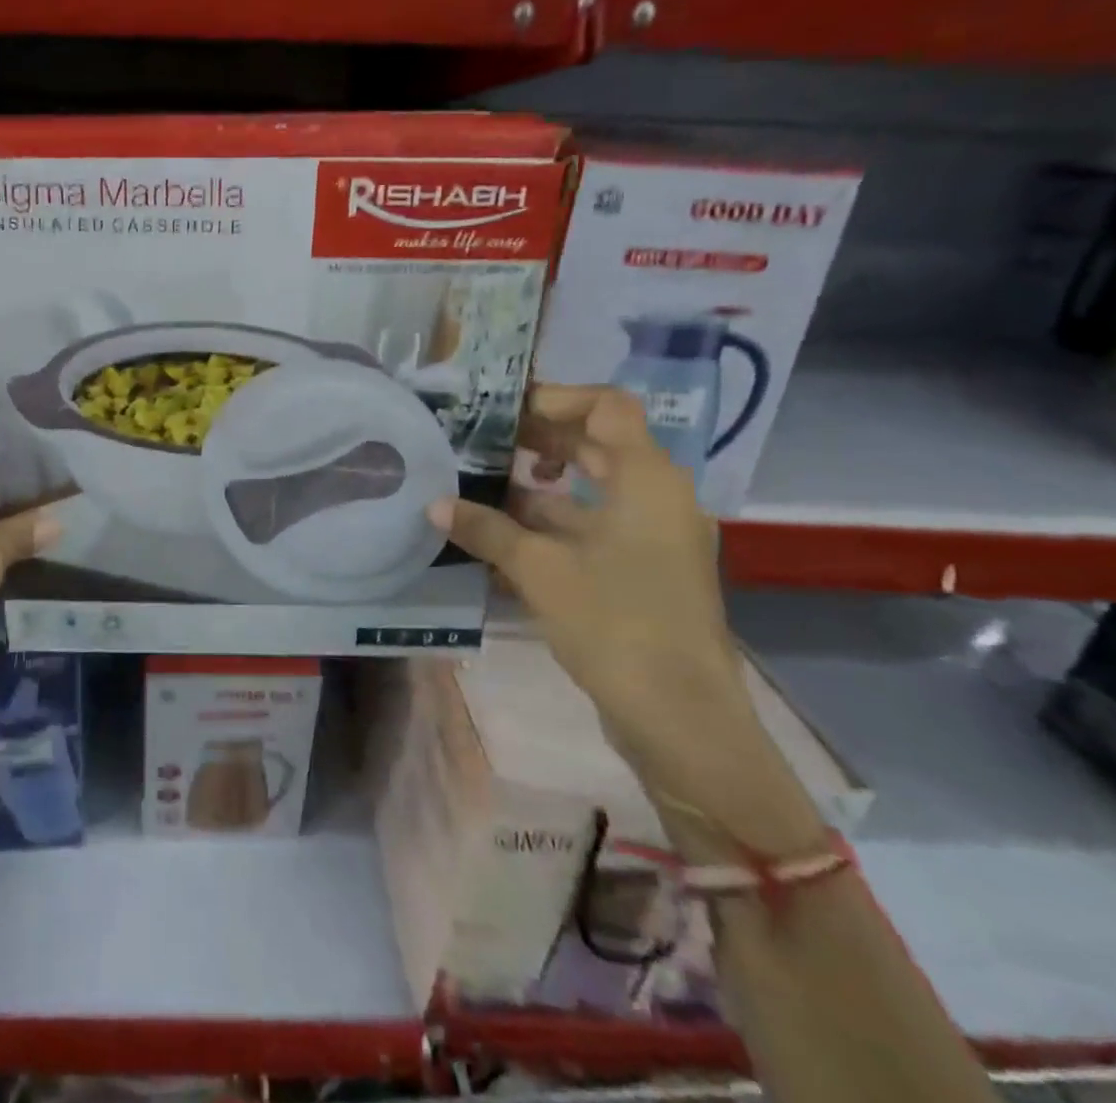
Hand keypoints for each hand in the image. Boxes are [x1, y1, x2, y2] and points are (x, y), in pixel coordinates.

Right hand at [428, 385, 752, 787]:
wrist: (681, 718)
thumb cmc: (615, 624)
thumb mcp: (540, 569)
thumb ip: (486, 529)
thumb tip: (434, 504)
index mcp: (645, 479)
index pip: (606, 406)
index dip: (555, 397)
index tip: (502, 407)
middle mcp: (655, 497)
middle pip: (595, 443)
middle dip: (537, 437)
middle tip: (480, 438)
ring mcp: (650, 536)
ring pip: (590, 488)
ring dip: (538, 483)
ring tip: (480, 482)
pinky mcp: (640, 570)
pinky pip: (592, 526)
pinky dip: (551, 522)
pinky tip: (501, 534)